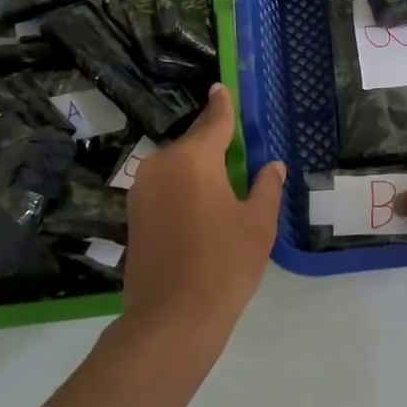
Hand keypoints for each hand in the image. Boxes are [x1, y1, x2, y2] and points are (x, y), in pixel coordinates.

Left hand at [119, 84, 284, 355]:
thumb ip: (266, 187)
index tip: (220, 88)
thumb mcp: (258, 224)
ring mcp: (142, 190)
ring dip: (196, 170)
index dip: (221, 105)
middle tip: (235, 151)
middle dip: (212, 145)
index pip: (213, 121)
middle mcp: (161, 165)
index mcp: (193, 158)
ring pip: (175, 167)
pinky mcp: (133, 215)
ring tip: (220, 184)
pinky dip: (181, 189)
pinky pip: (163, 188)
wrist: (172, 318)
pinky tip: (199, 208)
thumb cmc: (224, 264)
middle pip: (192, 144)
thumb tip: (272, 165)